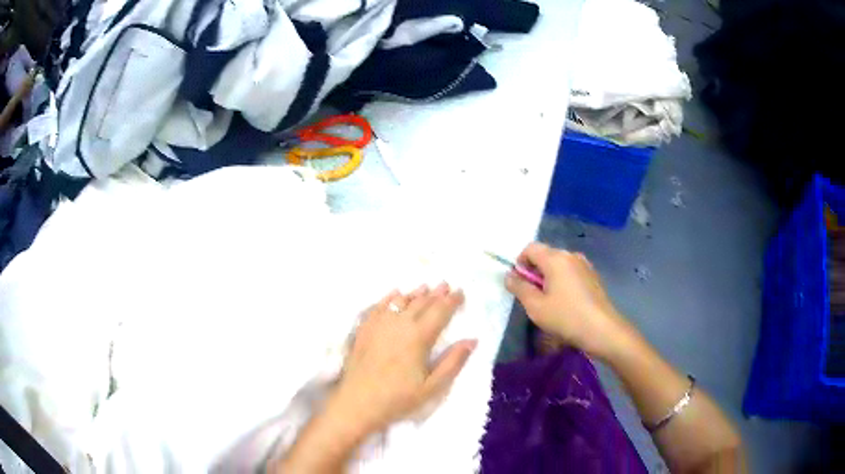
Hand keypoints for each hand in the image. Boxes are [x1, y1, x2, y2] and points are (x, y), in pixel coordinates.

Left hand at [331, 283, 476, 436]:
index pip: (440, 311)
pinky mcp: (364, 329)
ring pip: (401, 301)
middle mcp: (400, 324)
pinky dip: (390, 298)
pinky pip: (379, 306)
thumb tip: (472, 340)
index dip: (452, 301)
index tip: (461, 292)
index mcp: (419, 337)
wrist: (357, 403)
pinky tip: (395, 294)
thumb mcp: (432, 387)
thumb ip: (453, 361)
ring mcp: (379, 324)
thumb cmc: (398, 398)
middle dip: (436, 293)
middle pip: (422, 302)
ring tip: (425, 287)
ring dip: (416, 293)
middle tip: (446, 285)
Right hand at [505, 242, 634, 360]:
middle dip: (534, 271)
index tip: (520, 284)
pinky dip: (563, 282)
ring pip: (558, 265)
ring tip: (549, 302)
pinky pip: (571, 272)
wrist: (602, 329)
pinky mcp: (593, 276)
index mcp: (555, 258)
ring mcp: (584, 265)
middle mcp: (571, 255)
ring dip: (549, 278)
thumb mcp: (535, 306)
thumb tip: (509, 276)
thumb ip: (519, 288)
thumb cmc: (566, 317)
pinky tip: (566, 303)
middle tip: (533, 296)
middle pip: (545, 255)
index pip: (530, 248)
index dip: (520, 263)